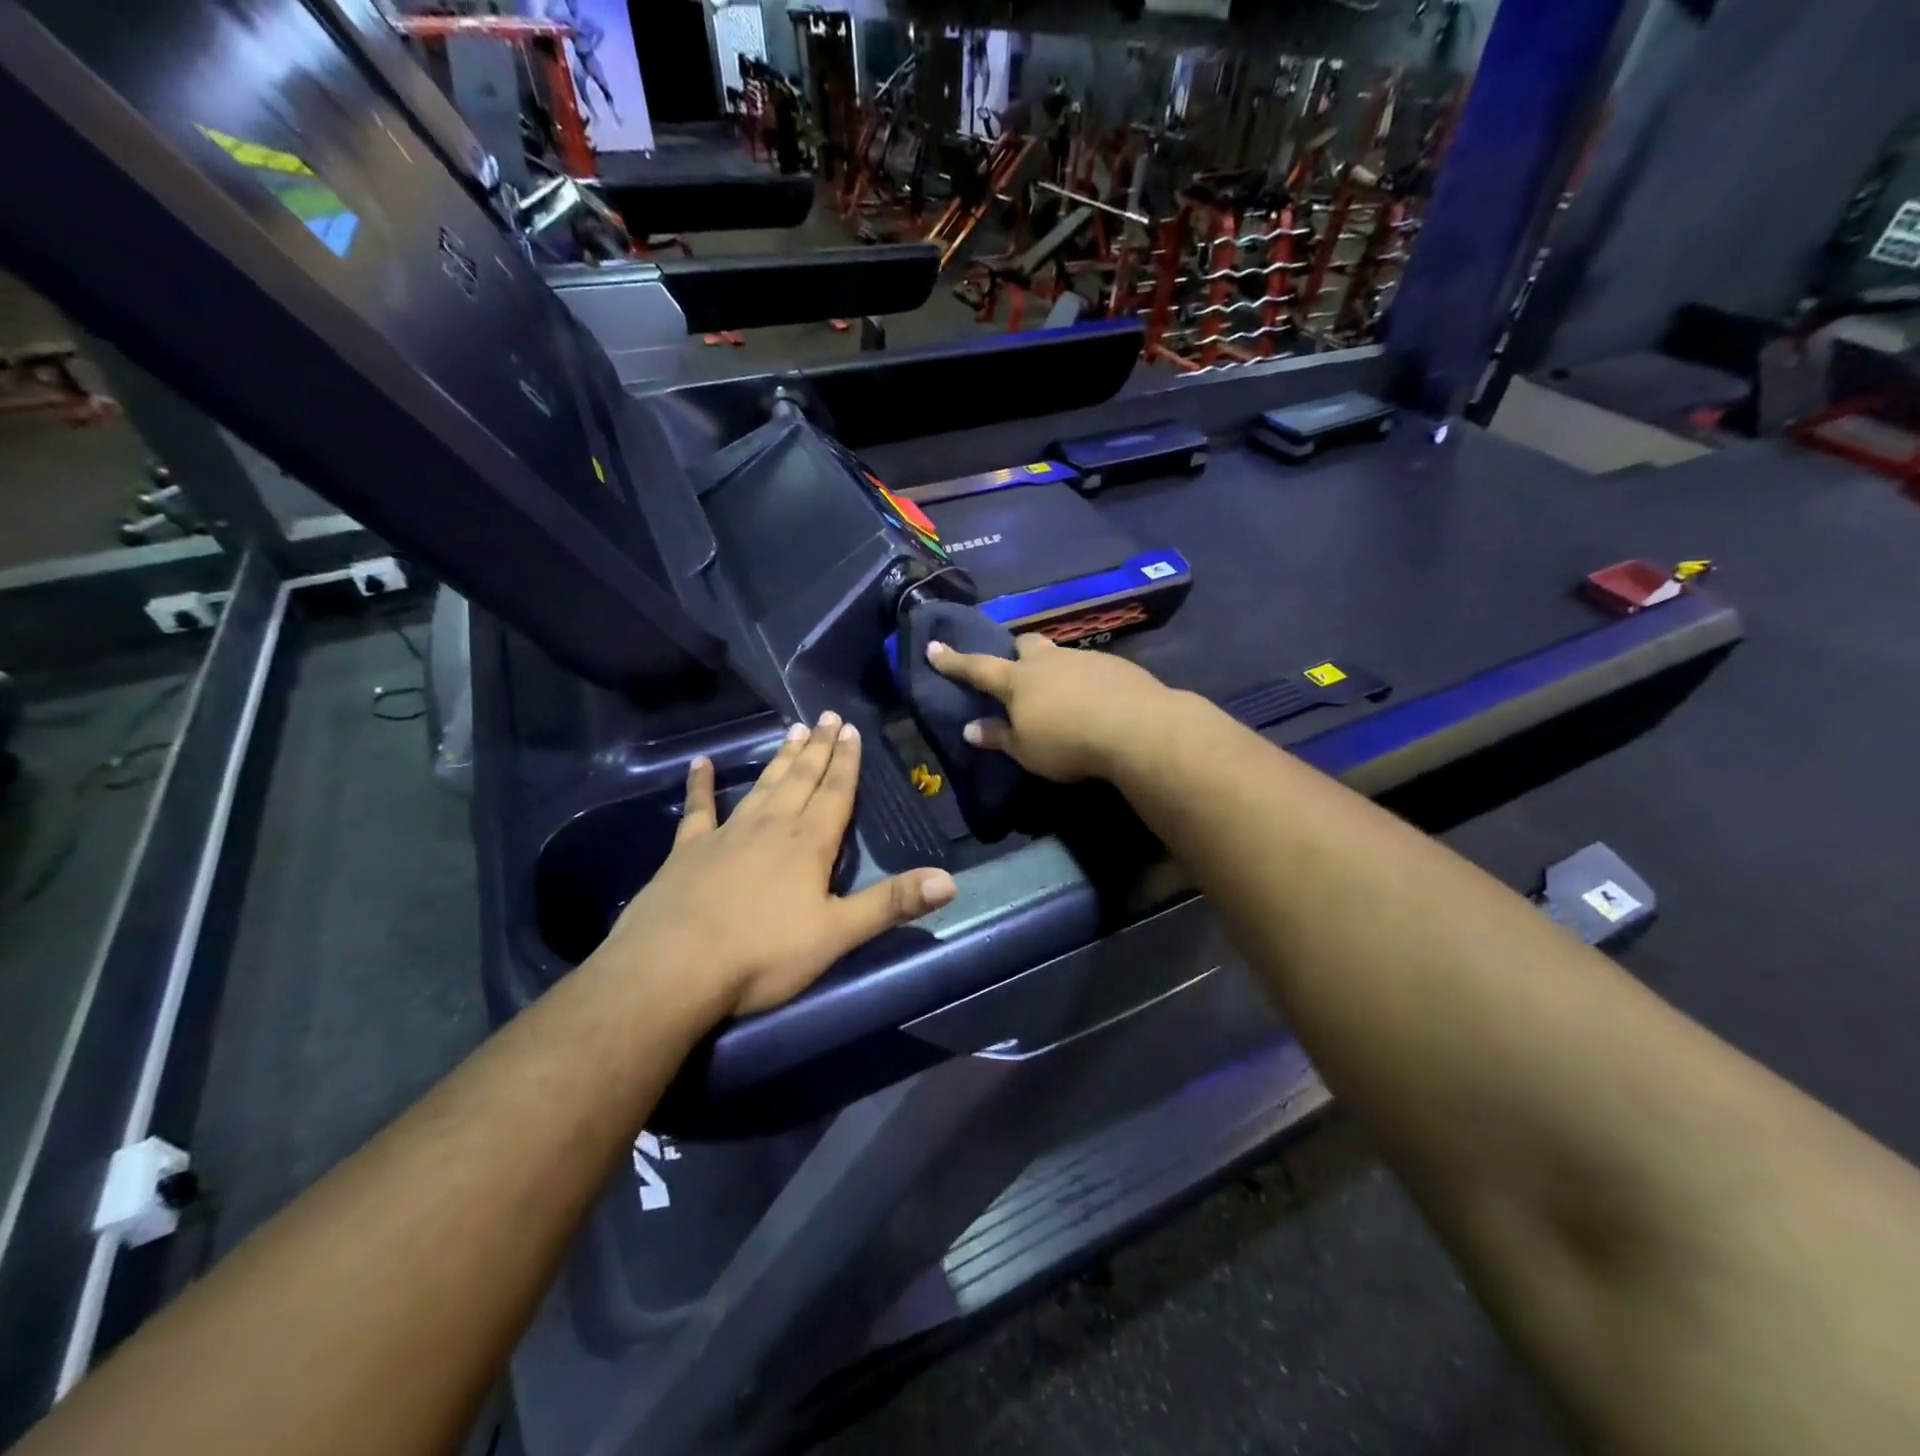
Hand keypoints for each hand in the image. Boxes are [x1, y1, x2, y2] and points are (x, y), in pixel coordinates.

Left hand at [598, 714, 956, 1018]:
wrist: (673, 968)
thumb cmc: (763, 954)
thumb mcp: (837, 934)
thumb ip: (891, 904)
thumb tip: (950, 881)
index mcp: (808, 844)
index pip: (836, 793)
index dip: (847, 762)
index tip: (851, 729)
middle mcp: (771, 826)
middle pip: (800, 779)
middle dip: (818, 749)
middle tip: (827, 717)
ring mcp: (726, 834)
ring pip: (761, 786)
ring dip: (779, 759)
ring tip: (793, 731)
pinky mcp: (687, 851)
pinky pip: (698, 809)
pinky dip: (700, 785)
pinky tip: (700, 763)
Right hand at [926, 635, 1175, 782]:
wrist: (1137, 727)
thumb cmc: (1069, 742)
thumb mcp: (1026, 750)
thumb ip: (999, 737)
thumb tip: (971, 729)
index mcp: (1018, 681)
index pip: (977, 668)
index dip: (953, 661)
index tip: (934, 647)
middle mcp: (1048, 662)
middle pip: (1026, 645)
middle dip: (1017, 652)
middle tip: (1018, 670)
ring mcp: (1084, 659)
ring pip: (1060, 655)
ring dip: (1054, 669)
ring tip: (1063, 695)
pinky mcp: (1116, 666)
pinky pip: (1091, 668)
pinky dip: (1085, 681)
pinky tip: (1096, 702)